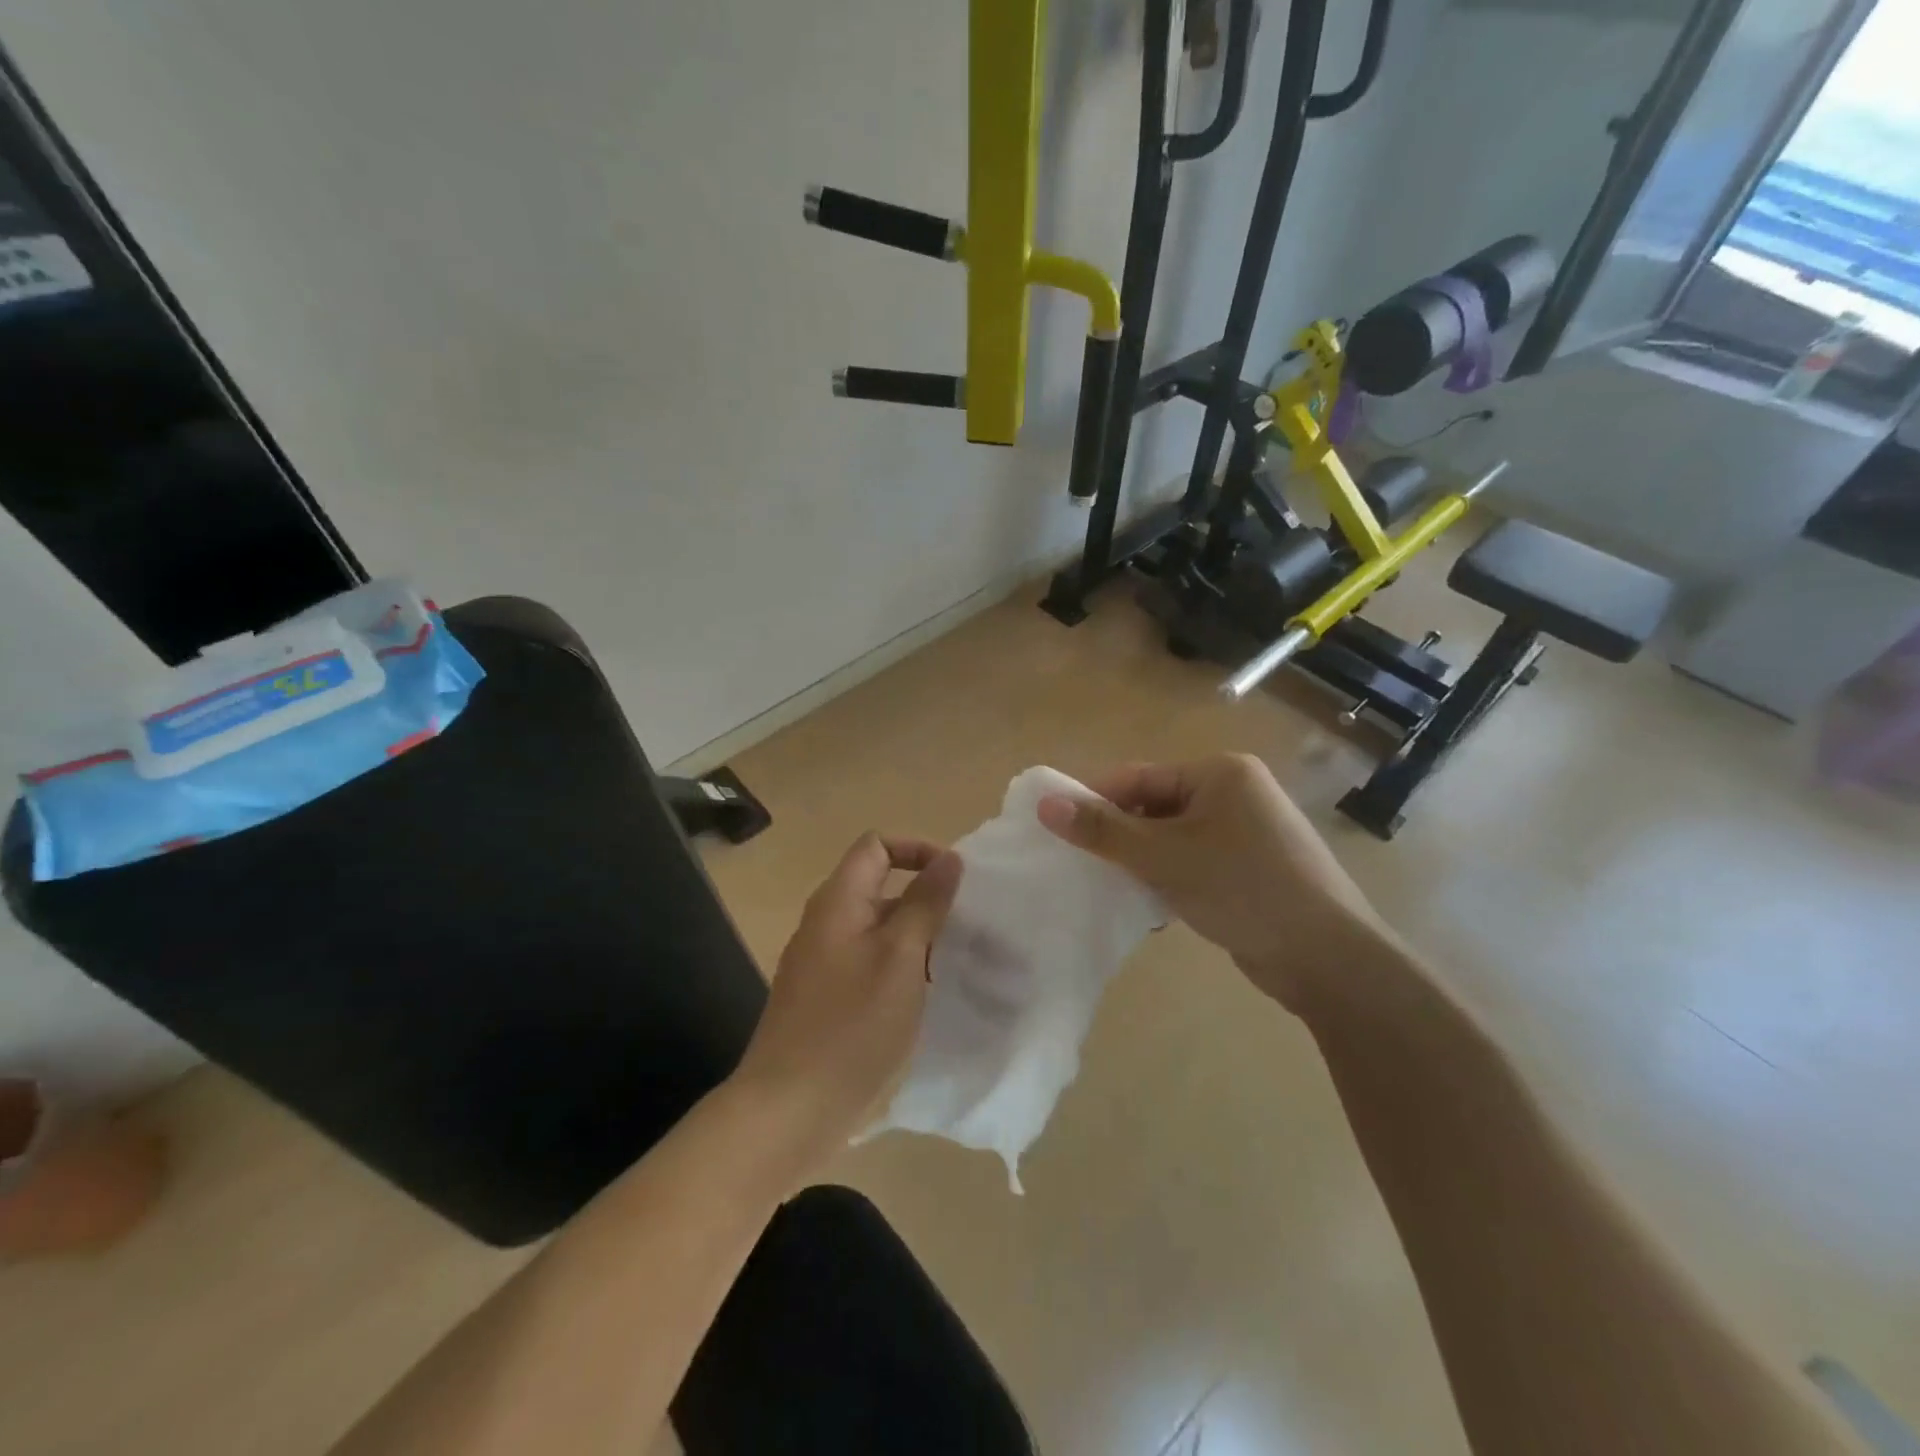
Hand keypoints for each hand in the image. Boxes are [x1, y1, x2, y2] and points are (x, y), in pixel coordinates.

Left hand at [731, 832, 962, 1170]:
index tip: (955, 882)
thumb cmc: (851, 1025)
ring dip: (918, 939)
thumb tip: (949, 858)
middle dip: (926, 900)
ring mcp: (824, 964)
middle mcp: (827, 924)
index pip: (876, 845)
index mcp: (838, 901)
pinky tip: (927, 999)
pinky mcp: (828, 1000)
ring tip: (957, 965)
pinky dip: (902, 970)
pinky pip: (871, 965)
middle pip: (880, 887)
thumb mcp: (901, 957)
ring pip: (880, 931)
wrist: (789, 1110)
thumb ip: (926, 903)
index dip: (917, 850)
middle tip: (968, 929)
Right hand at [1037, 754, 1390, 1010]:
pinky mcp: (1251, 867)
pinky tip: (1151, 904)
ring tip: (1111, 886)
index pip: (1139, 777)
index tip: (1056, 829)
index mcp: (1219, 772)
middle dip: (1121, 836)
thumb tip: (1045, 805)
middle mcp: (1235, 792)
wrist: (1327, 957)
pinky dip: (1170, 877)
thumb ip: (1103, 830)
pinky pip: (1194, 861)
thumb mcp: (1164, 857)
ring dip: (1143, 860)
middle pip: (1155, 805)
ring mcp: (1247, 831)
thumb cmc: (1242, 889)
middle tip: (1083, 864)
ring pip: (1173, 837)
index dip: (1095, 800)